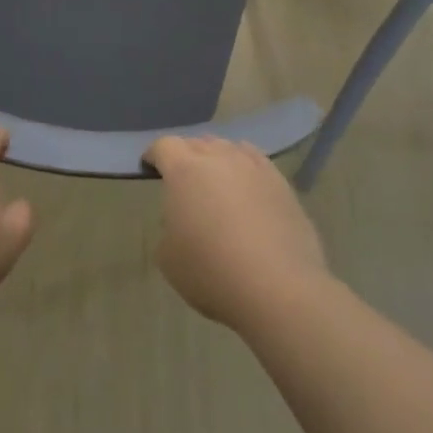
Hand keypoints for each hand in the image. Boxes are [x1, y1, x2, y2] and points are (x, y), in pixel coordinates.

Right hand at [144, 135, 328, 330]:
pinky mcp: (281, 183)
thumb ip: (168, 228)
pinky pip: (256, 161)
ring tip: (216, 180)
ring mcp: (253, 167)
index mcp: (184, 170)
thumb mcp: (168, 257)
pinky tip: (246, 182)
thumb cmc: (212, 272)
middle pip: (196, 143)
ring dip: (216, 158)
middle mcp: (218, 158)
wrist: (279, 289)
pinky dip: (245, 166)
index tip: (150, 167)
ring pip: (228, 148)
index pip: (164, 146)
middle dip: (185, 155)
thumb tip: (183, 220)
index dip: (154, 155)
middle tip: (183, 179)